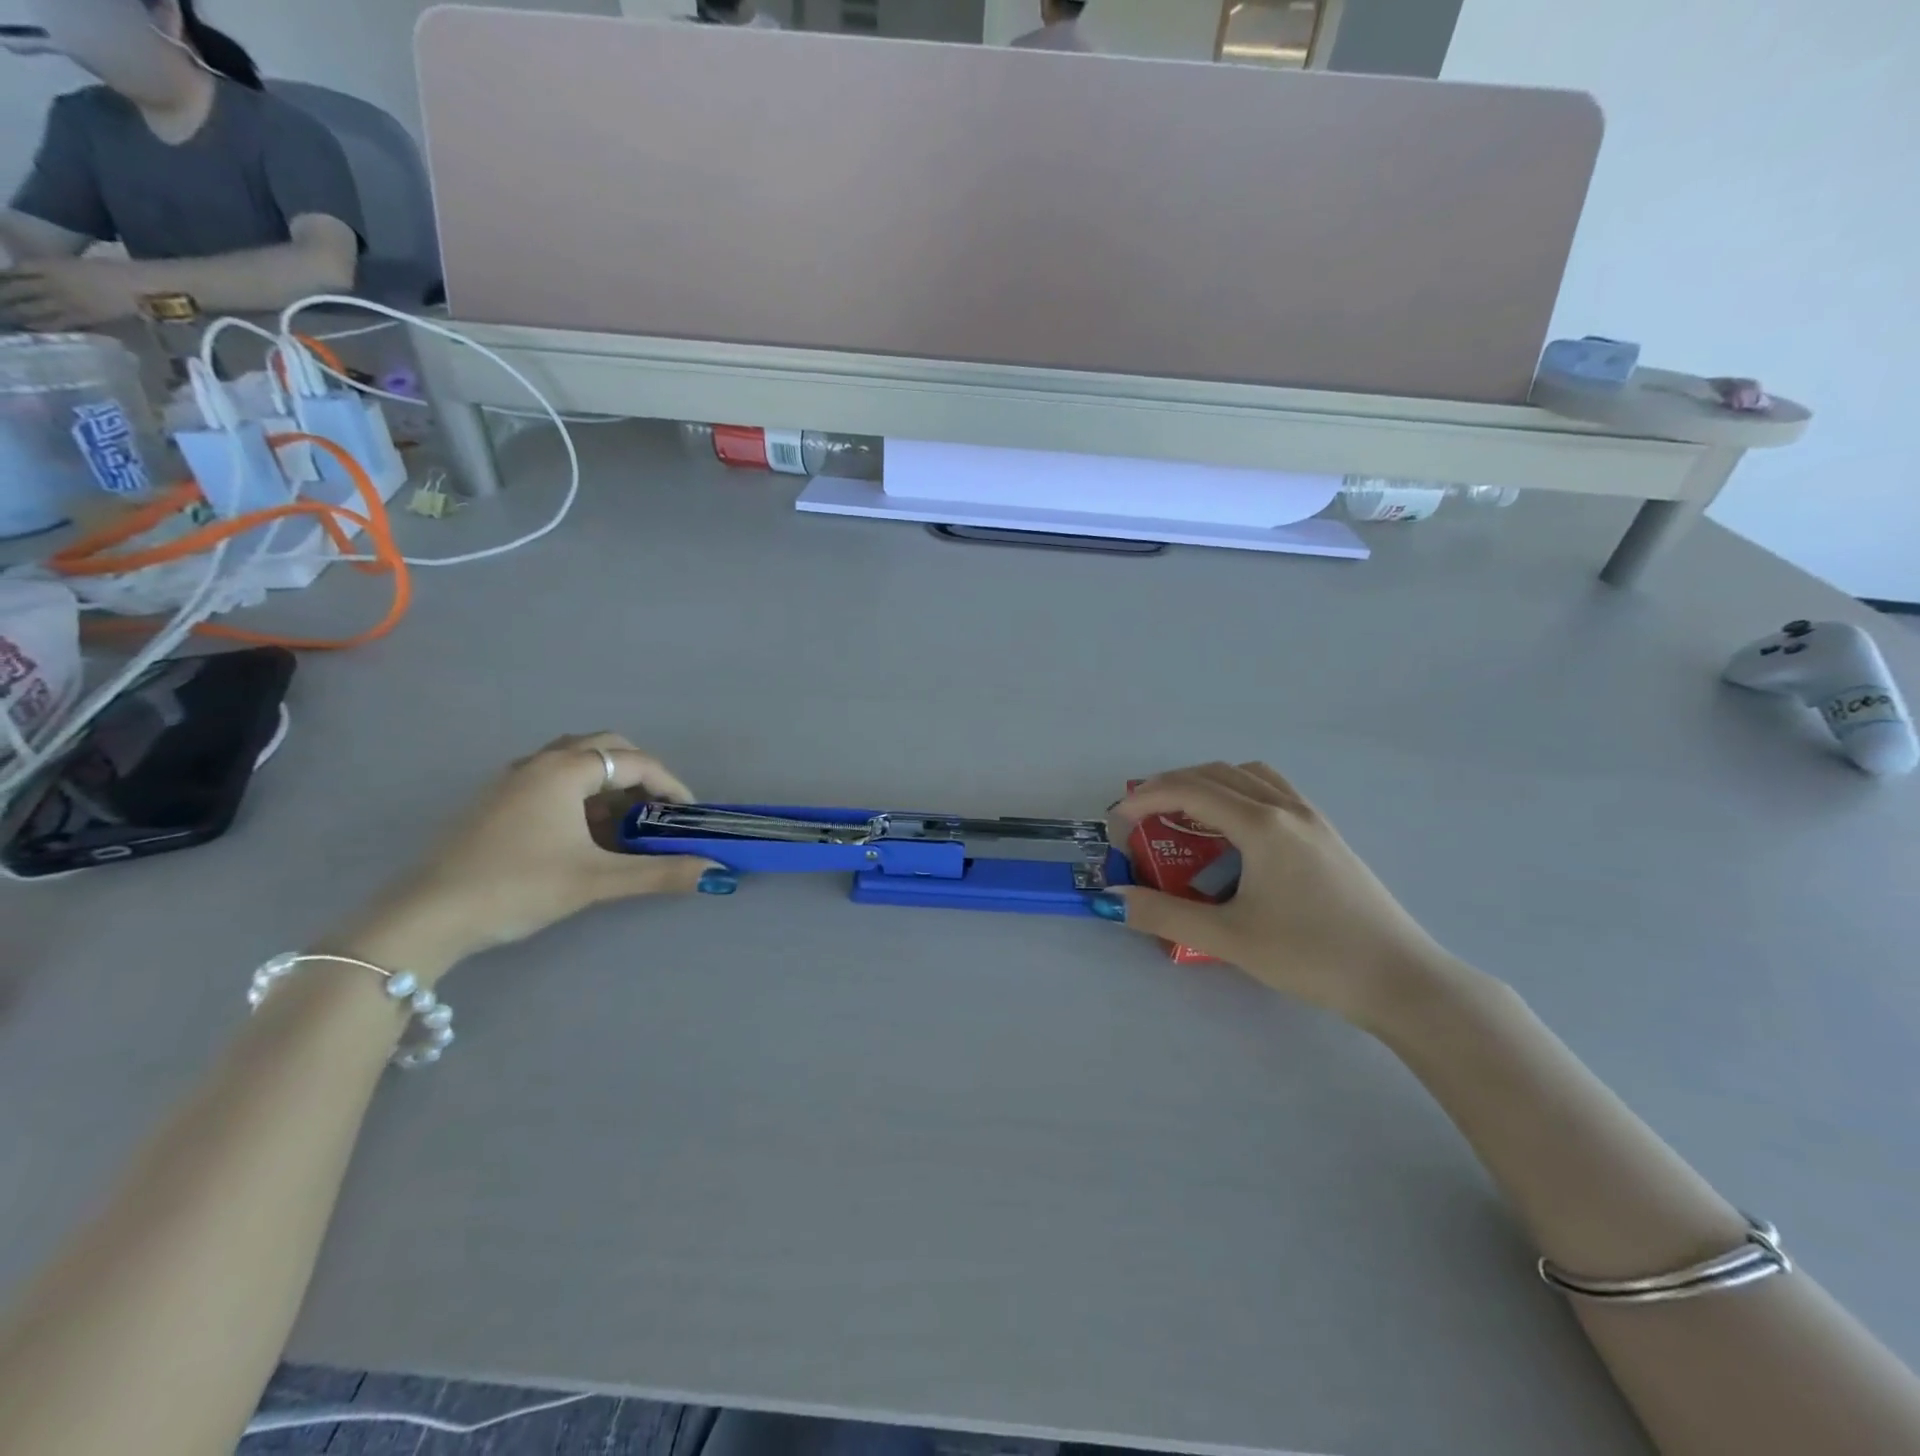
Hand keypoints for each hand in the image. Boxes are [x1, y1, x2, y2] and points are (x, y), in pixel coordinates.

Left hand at [0, 259, 144, 330]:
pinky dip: (39, 324)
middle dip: (3, 297)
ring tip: (8, 317)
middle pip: (14, 291)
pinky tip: (31, 326)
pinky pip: (54, 322)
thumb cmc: (107, 271)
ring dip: (15, 313)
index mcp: (44, 266)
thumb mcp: (70, 263)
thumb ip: (49, 269)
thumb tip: (29, 275)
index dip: (0, 278)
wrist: (135, 287)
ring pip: (29, 308)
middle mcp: (48, 284)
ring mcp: (64, 302)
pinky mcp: (80, 318)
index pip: (10, 272)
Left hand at [330, 734, 728, 982]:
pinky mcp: (495, 802)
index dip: (670, 785)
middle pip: (605, 747)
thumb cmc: (517, 887)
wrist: (425, 918)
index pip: (635, 762)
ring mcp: (511, 780)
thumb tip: (717, 873)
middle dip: (640, 773)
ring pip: (575, 762)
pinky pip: (552, 779)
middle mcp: (539, 763)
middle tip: (658, 809)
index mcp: (565, 770)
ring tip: (624, 822)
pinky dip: (581, 793)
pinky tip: (583, 833)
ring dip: (608, 782)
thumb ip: (659, 872)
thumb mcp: (596, 880)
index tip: (690, 815)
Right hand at [1108, 762, 1455, 1026]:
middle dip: (1172, 786)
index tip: (1118, 819)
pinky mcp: (1327, 835)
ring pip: (1250, 775)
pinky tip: (1235, 830)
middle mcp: (1286, 808)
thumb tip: (1112, 900)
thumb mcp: (1228, 938)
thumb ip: (1163, 914)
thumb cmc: (1310, 955)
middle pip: (1217, 773)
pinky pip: (1273, 790)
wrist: (1399, 979)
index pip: (1190, 791)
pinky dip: (1240, 792)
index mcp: (1261, 825)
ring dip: (1209, 783)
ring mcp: (1312, 818)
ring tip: (1185, 813)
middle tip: (1143, 815)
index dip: (1146, 797)